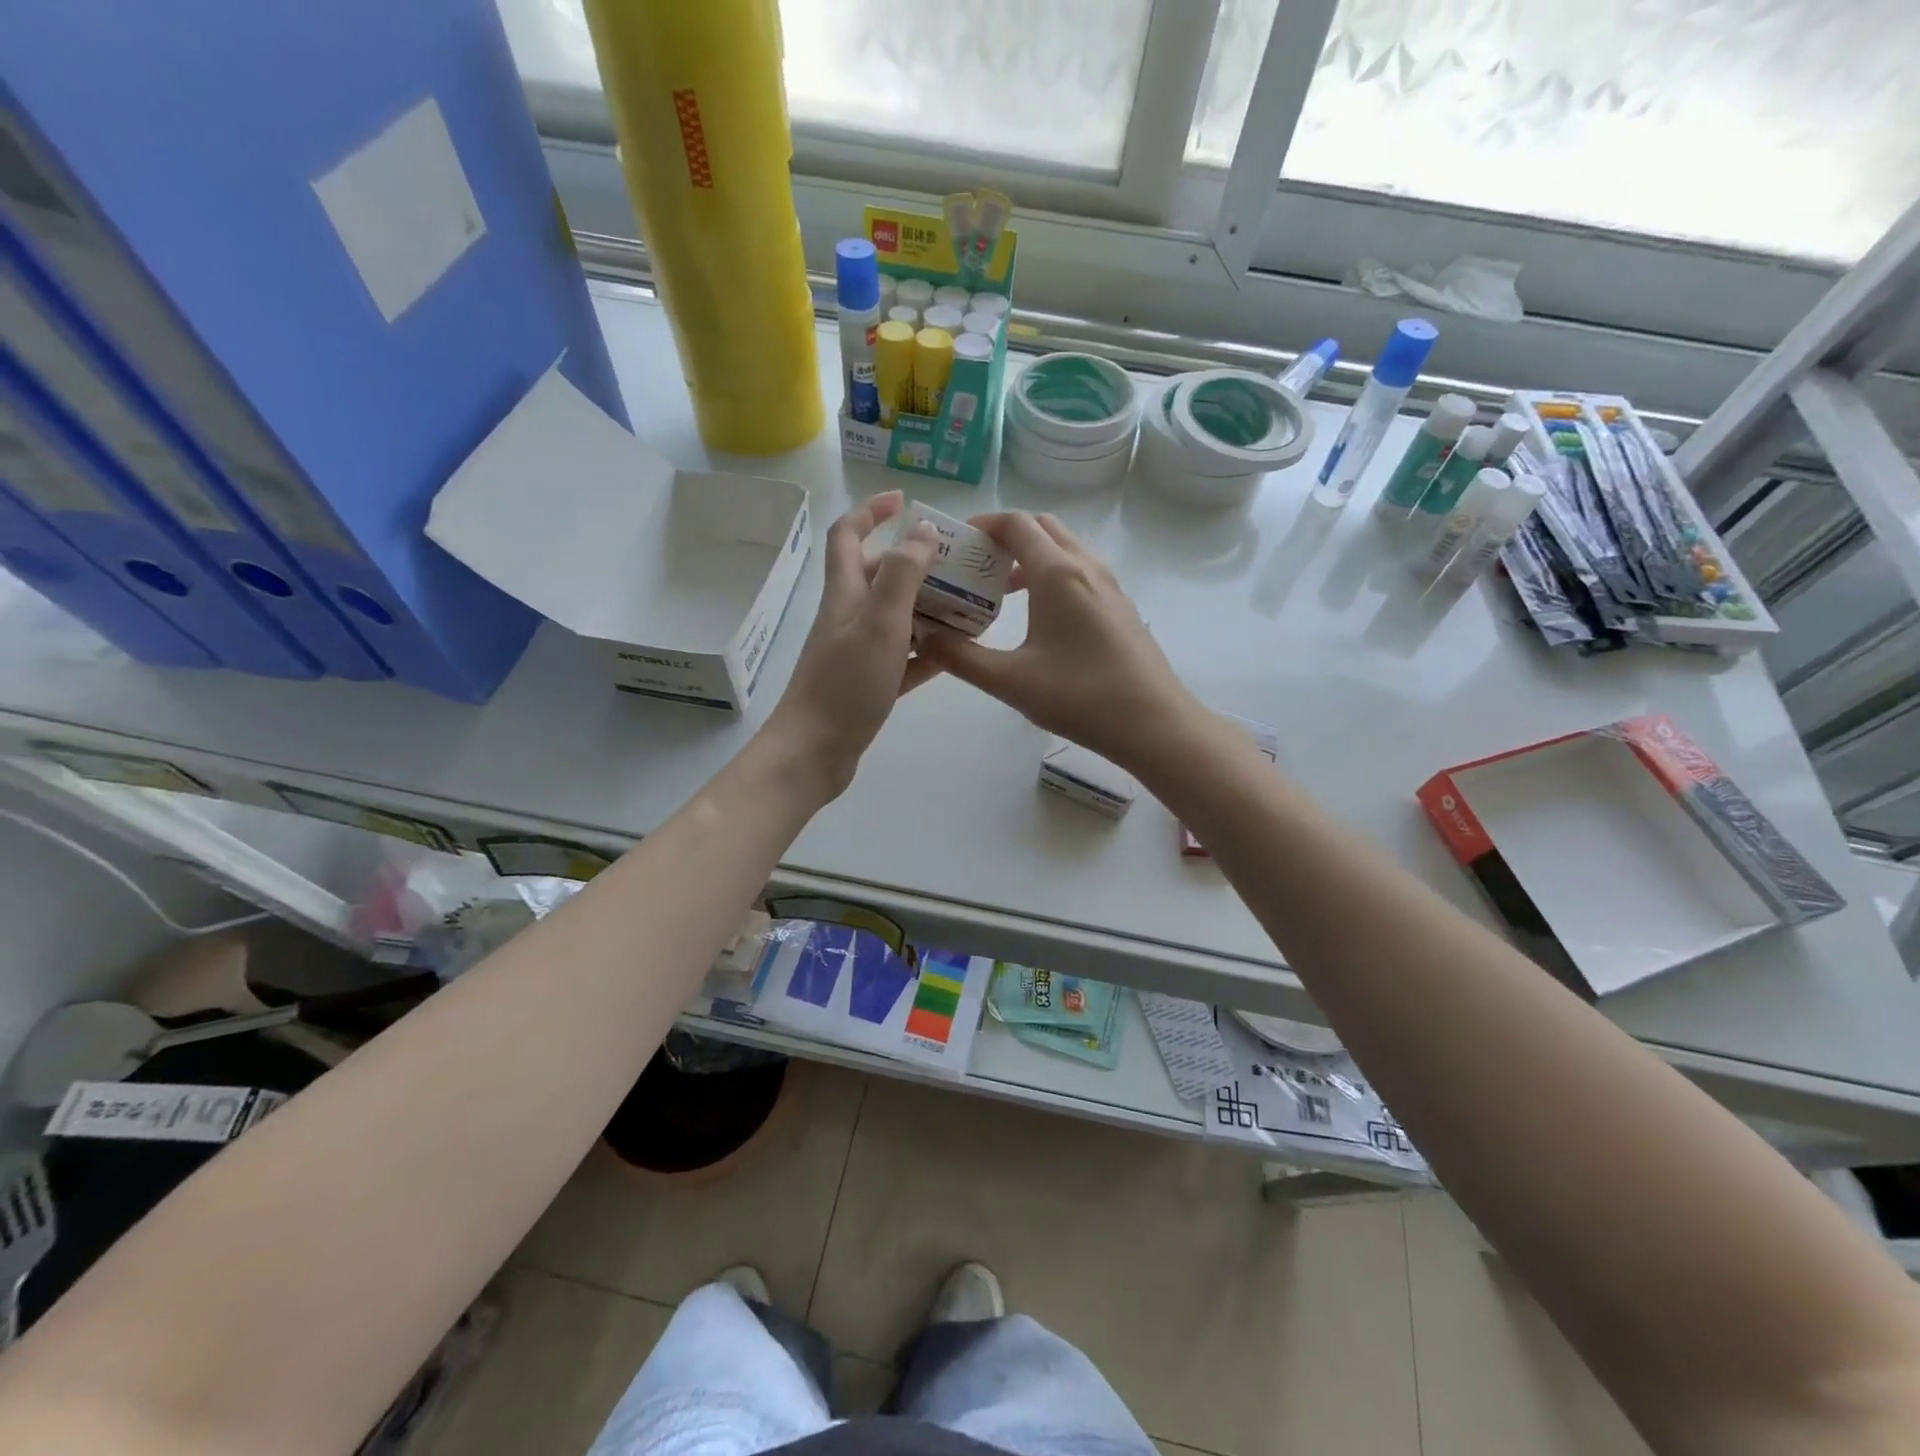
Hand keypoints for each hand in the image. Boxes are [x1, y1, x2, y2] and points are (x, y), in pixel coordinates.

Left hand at [765, 491, 937, 798]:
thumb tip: (922, 530)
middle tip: (957, 563)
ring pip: (895, 617)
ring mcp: (857, 652)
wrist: (815, 751)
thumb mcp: (880, 622)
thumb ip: (903, 574)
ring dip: (927, 607)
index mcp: (845, 594)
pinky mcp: (868, 684)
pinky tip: (957, 652)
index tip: (903, 500)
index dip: (871, 511)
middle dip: (914, 562)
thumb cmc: (846, 683)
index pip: (848, 535)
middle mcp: (848, 617)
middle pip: (878, 576)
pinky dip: (927, 650)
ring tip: (969, 605)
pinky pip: (903, 658)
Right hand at [917, 511, 1203, 773]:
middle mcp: (1086, 567)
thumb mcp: (1009, 681)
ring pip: (1065, 549)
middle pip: (1042, 527)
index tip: (956, 543)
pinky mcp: (1121, 606)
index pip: (1015, 523)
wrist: (1153, 723)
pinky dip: (1053, 575)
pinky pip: (1080, 572)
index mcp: (1057, 573)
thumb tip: (924, 637)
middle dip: (1006, 536)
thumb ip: (960, 657)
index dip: (982, 524)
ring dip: (1031, 556)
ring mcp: (1109, 585)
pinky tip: (1039, 617)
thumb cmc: (1079, 697)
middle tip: (976, 565)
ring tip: (1001, 591)